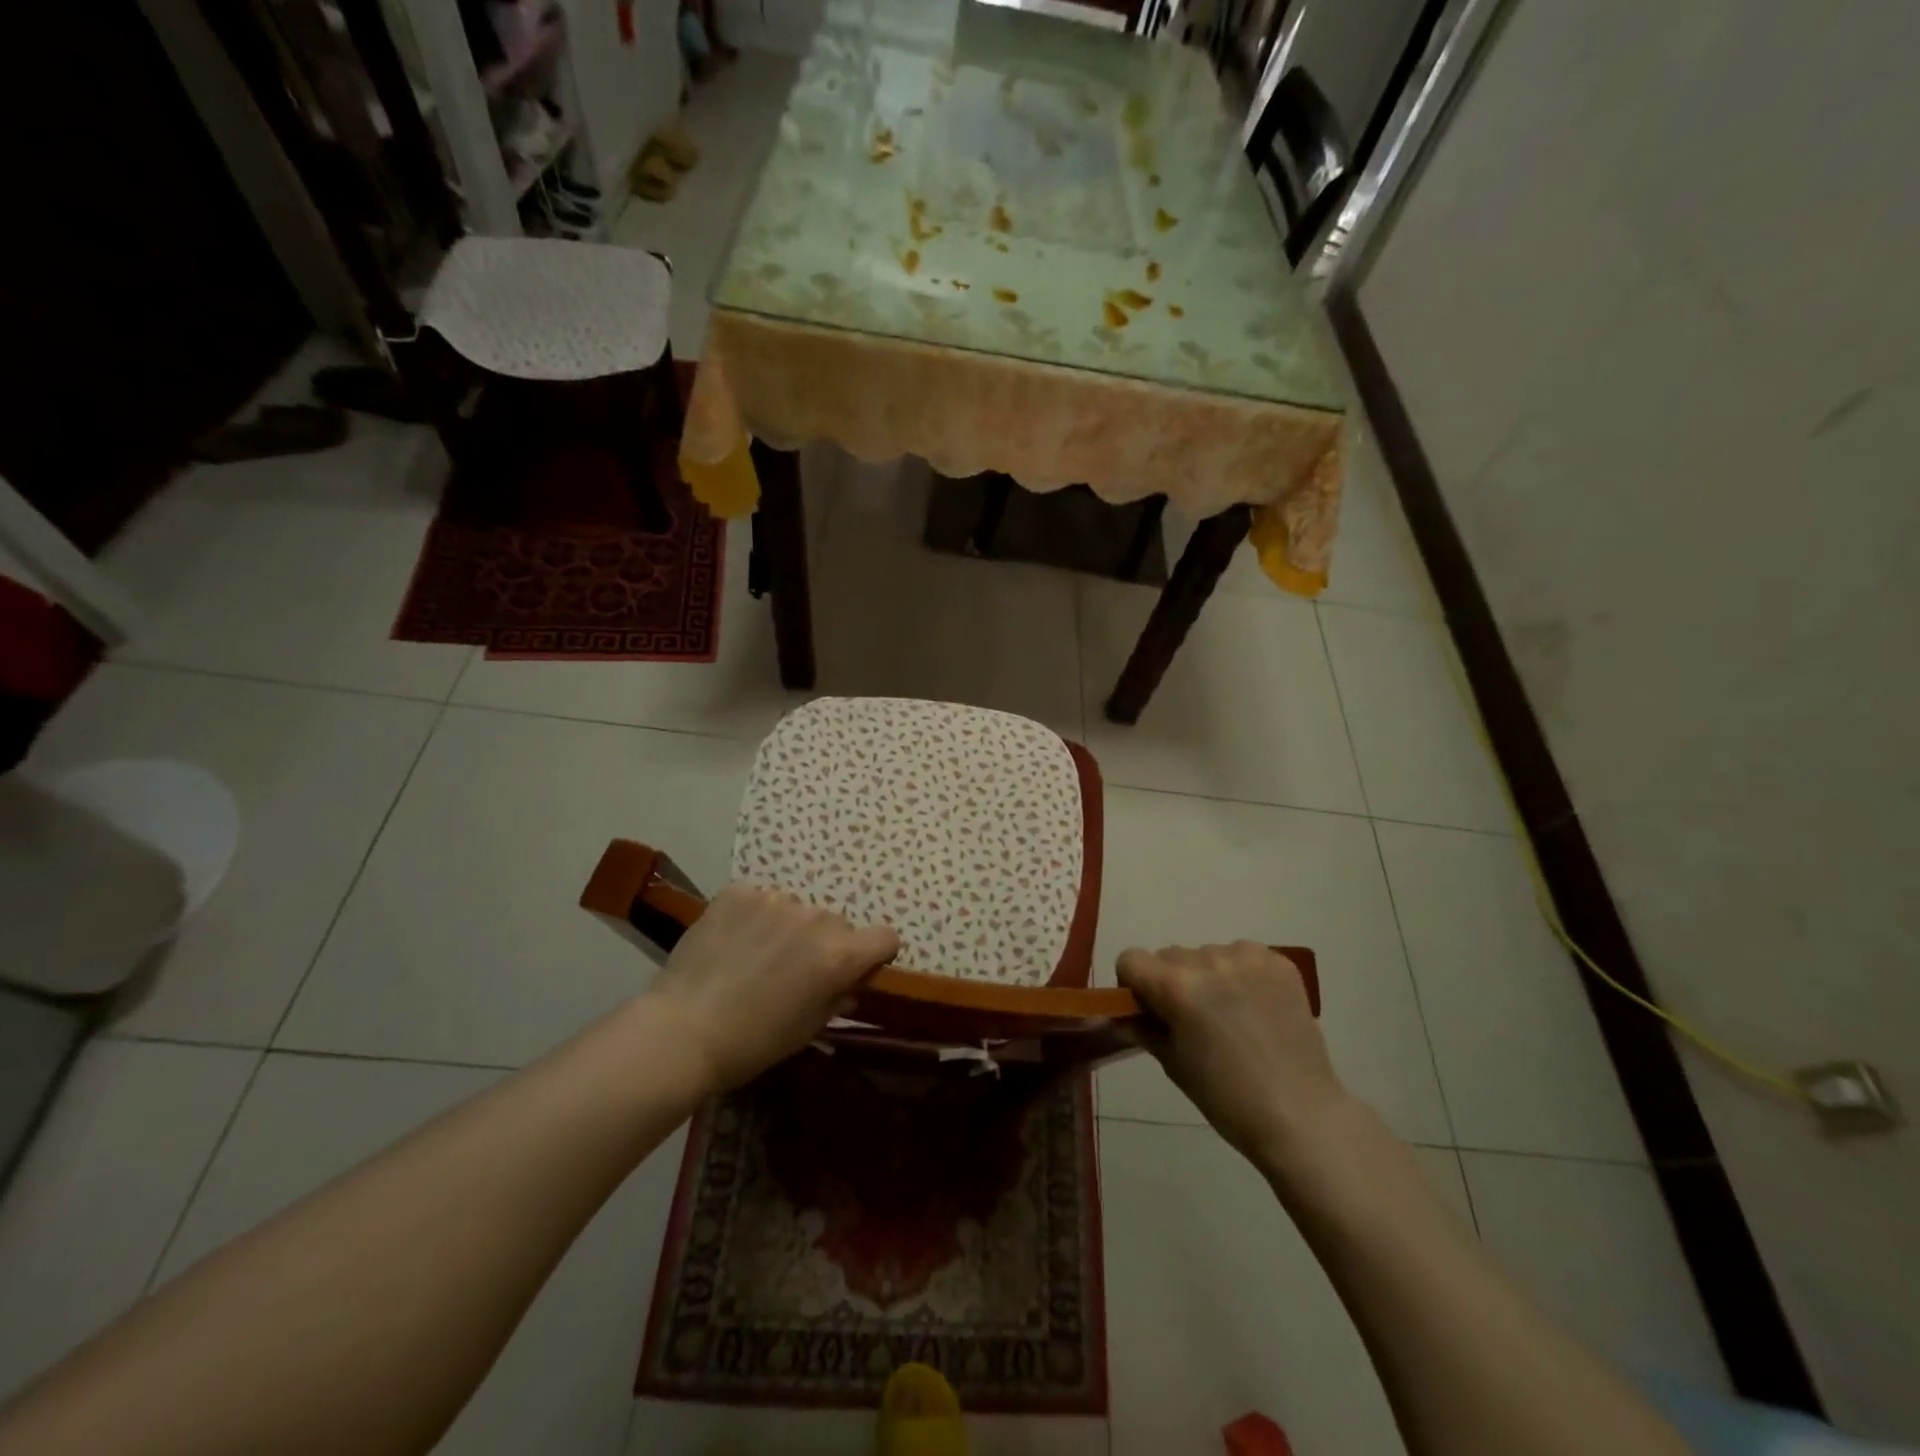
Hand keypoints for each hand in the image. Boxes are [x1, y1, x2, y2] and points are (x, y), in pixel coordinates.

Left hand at [647, 884, 899, 1089]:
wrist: (681, 1031)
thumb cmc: (753, 1042)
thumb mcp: (808, 1028)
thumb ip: (838, 996)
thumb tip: (848, 983)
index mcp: (840, 954)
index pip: (885, 938)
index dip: (874, 956)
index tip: (853, 971)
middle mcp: (816, 917)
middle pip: (836, 924)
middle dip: (822, 944)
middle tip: (791, 973)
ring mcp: (776, 899)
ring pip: (797, 910)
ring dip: (787, 928)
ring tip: (754, 958)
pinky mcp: (739, 891)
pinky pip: (761, 899)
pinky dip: (754, 916)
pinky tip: (732, 943)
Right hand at [1117, 941, 1351, 1174]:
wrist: (1301, 1116)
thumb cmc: (1228, 1099)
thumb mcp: (1173, 1065)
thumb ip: (1144, 1029)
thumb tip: (1124, 1014)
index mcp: (1176, 986)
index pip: (1132, 959)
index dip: (1133, 984)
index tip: (1148, 1009)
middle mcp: (1208, 961)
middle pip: (1170, 956)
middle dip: (1171, 981)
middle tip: (1191, 1019)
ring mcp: (1247, 958)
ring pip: (1207, 954)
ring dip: (1207, 976)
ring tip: (1230, 1015)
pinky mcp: (1279, 962)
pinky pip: (1242, 956)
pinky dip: (1241, 974)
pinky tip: (1255, 1007)